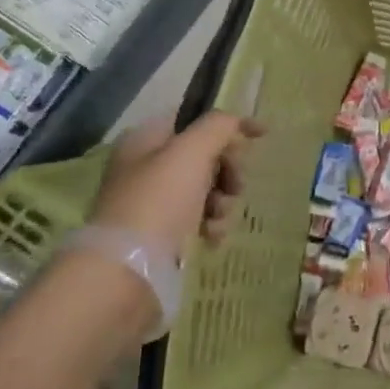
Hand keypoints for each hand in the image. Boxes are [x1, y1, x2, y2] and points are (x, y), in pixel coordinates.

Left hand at [94, 112, 263, 262]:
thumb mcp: (191, 152)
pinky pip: (197, 219)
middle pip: (204, 156)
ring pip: (205, 189)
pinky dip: (211, 225)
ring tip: (218, 217)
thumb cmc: (160, 200)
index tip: (262, 135)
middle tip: (236, 186)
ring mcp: (153, 202)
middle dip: (228, 170)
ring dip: (222, 201)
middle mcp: (146, 167)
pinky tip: (211, 237)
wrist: (128, 268)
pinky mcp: (161, 234)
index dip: (229, 125)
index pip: (195, 120)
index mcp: (146, 139)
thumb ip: (218, 127)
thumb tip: (236, 121)